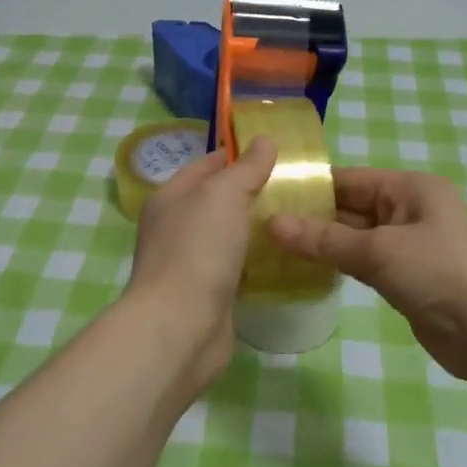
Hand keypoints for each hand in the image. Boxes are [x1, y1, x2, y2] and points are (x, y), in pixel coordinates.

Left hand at [123, 136, 277, 388]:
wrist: (180, 327)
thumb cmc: (198, 250)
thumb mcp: (224, 195)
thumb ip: (246, 168)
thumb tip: (264, 139)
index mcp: (170, 197)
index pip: (207, 165)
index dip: (238, 155)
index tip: (276, 153)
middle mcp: (175, 227)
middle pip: (218, 201)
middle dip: (252, 193)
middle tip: (296, 187)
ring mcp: (190, 262)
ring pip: (228, 236)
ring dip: (255, 229)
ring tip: (296, 219)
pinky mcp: (207, 294)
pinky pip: (235, 268)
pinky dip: (255, 262)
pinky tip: (283, 259)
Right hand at [269, 169, 466, 386]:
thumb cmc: (440, 273)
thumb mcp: (379, 251)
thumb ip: (324, 239)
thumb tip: (272, 225)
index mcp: (410, 188)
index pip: (349, 179)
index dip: (310, 187)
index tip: (268, 197)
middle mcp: (410, 209)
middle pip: (351, 208)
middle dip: (311, 218)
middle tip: (262, 226)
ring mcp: (410, 245)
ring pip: (356, 238)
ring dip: (323, 244)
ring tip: (275, 248)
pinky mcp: (407, 277)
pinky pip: (365, 263)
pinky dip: (340, 265)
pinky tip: (307, 270)